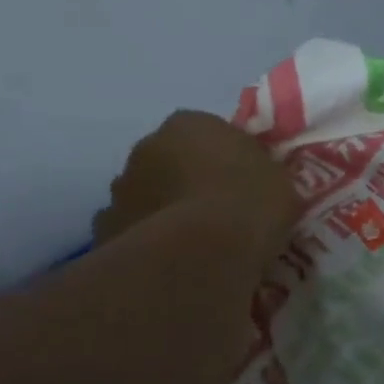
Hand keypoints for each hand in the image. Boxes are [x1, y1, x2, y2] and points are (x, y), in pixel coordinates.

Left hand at [93, 109, 300, 252]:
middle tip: (219, 209)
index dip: (227, 156)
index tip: (244, 180)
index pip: (209, 132)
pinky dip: (149, 240)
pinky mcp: (106, 229)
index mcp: (190, 123)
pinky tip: (174, 260)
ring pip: (148, 194)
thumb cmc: (249, 202)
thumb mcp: (277, 178)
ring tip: (197, 240)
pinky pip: (134, 230)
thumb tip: (252, 180)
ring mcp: (120, 189)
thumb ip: (259, 171)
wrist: (202, 251)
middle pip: (171, 160)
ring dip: (166, 208)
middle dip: (189, 179)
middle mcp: (146, 146)